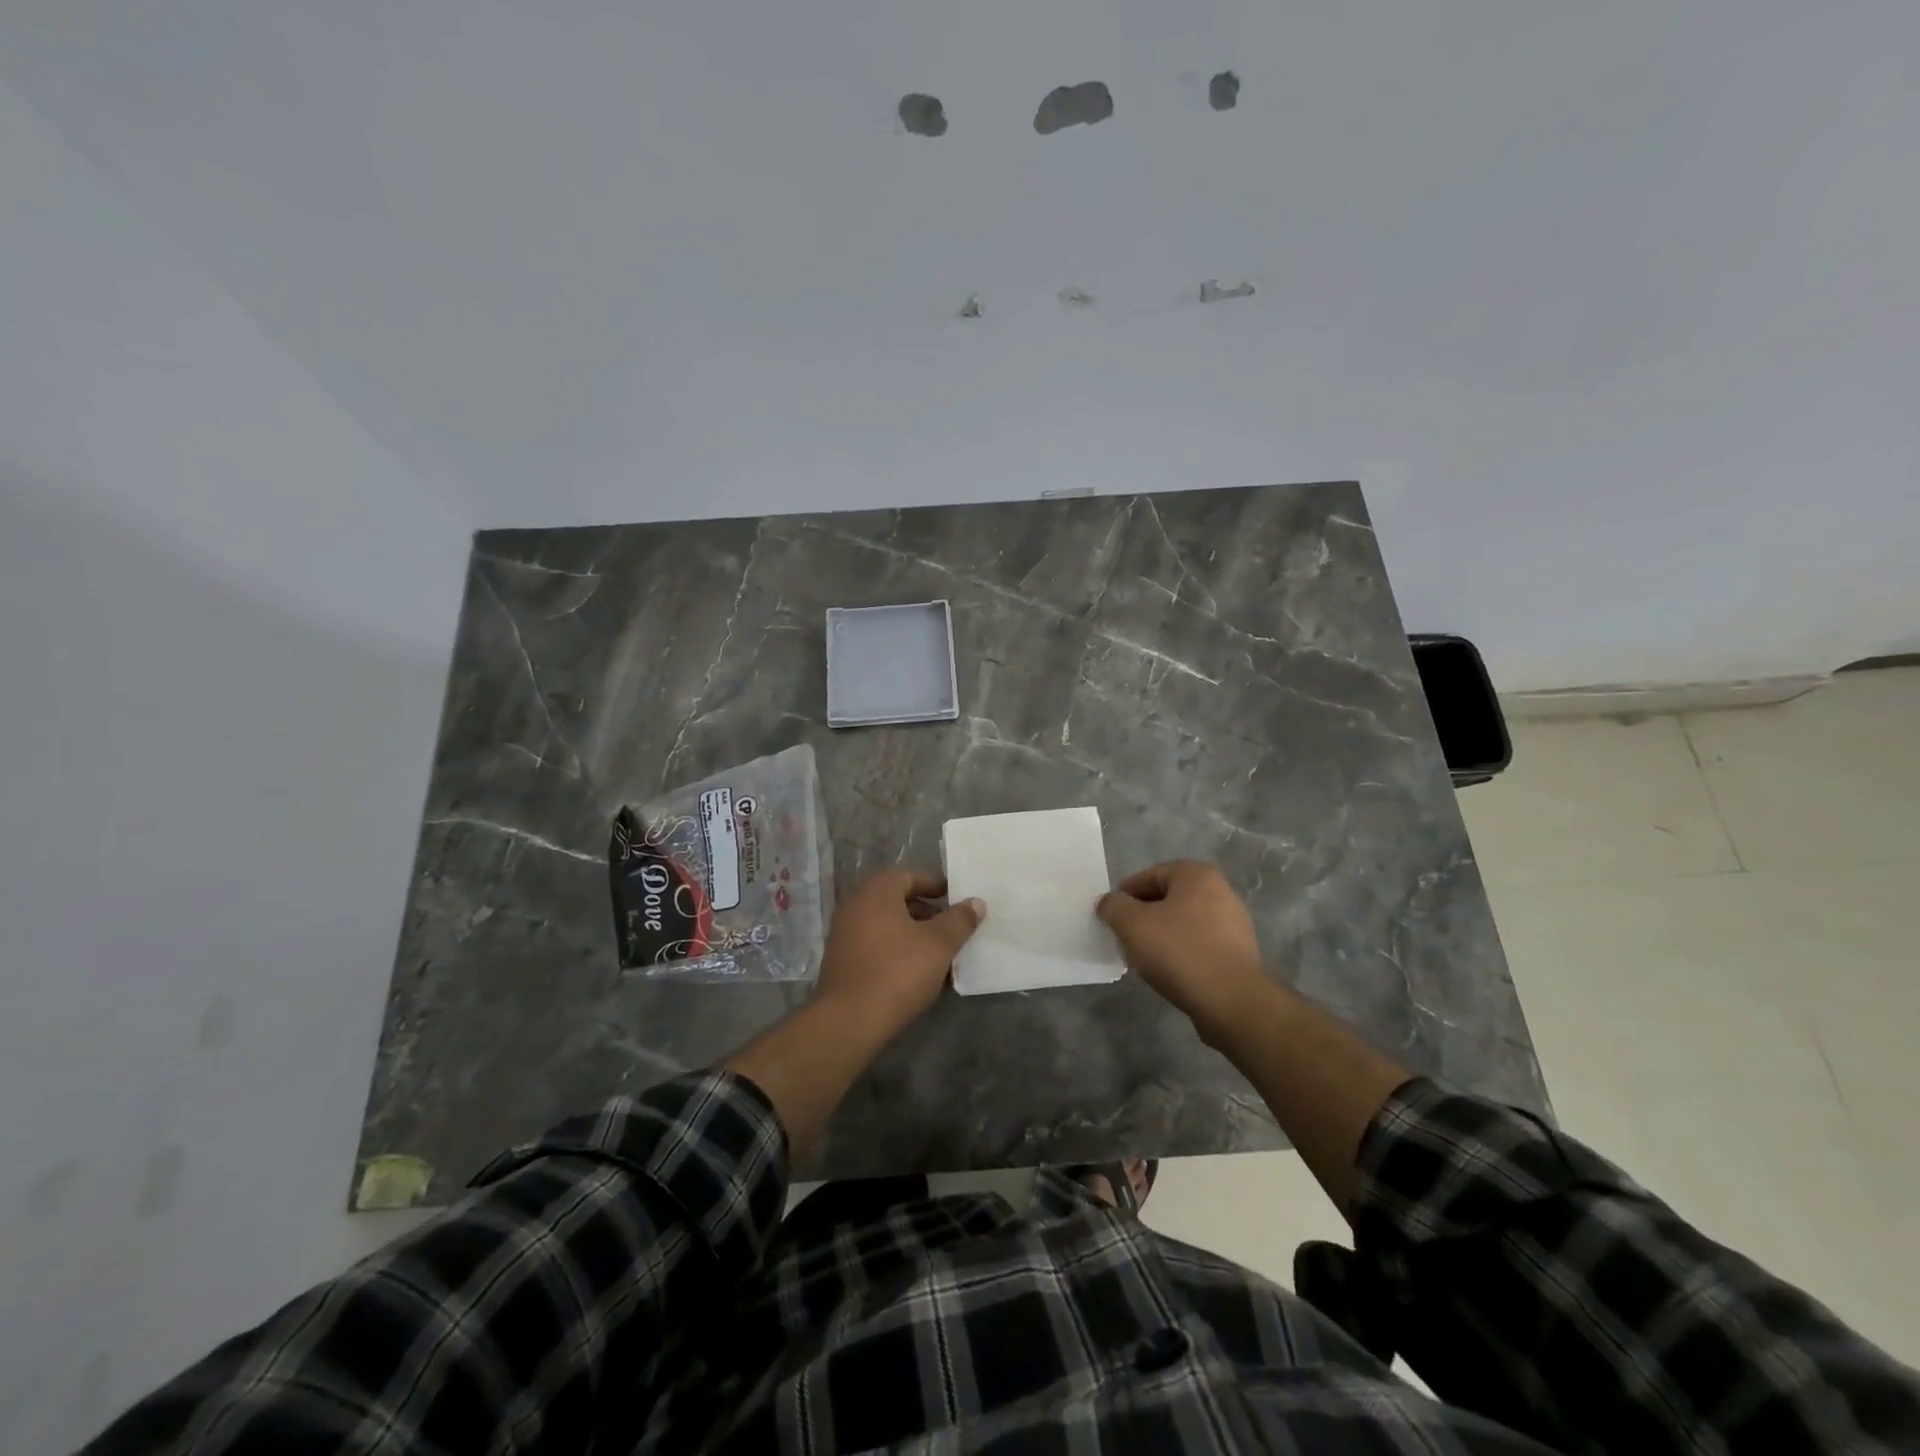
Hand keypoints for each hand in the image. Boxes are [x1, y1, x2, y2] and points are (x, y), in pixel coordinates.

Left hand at [812, 869, 984, 1040]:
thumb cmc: (897, 972)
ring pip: (888, 926)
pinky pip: (876, 946)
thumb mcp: (939, 944)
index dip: (936, 886)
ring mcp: (844, 934)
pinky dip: (897, 952)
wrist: (848, 1021)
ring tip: (941, 957)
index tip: (957, 902)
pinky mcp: (842, 961)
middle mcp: (856, 905)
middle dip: (928, 914)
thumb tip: (976, 902)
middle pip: (898, 901)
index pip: (909, 875)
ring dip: (915, 936)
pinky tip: (918, 976)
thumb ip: (959, 920)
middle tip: (953, 930)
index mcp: (876, 891)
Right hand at [1096, 860, 1269, 1042]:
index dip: (1125, 895)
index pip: (1149, 875)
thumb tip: (1108, 902)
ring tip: (1144, 958)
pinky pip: (1200, 944)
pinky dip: (1181, 953)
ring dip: (1162, 936)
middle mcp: (1220, 891)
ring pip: (1184, 923)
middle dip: (1143, 916)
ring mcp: (1234, 923)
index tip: (1111, 917)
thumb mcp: (1132, 924)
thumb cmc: (1179, 951)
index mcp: (1196, 875)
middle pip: (1168, 899)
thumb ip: (1114, 907)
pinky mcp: (1239, 953)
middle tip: (1124, 938)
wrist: (1231, 1001)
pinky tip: (1169, 972)